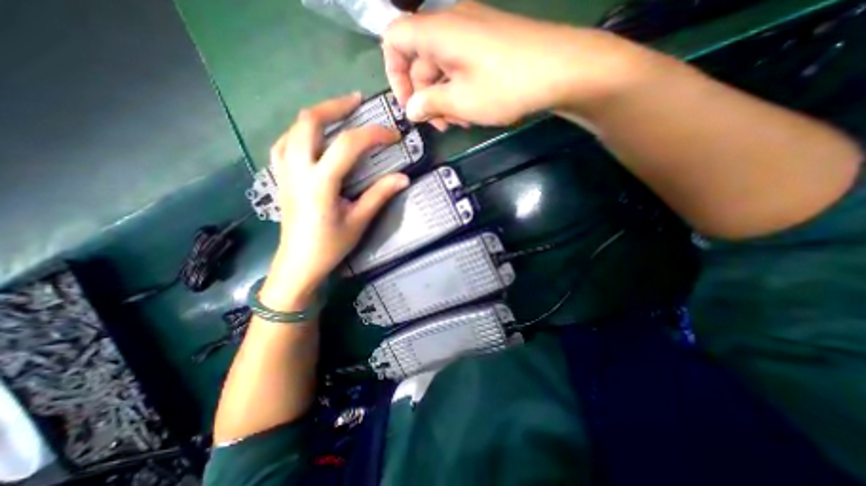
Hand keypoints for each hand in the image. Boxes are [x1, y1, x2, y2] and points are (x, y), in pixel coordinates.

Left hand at [261, 94, 409, 308]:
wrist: (297, 264)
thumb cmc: (329, 246)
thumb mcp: (358, 221)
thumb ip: (379, 195)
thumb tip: (403, 178)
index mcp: (320, 182)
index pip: (348, 145)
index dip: (374, 134)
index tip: (393, 136)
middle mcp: (298, 169)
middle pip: (310, 121)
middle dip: (336, 106)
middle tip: (357, 102)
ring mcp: (284, 171)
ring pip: (294, 128)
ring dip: (317, 115)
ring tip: (338, 114)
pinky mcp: (280, 176)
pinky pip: (285, 143)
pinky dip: (301, 132)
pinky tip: (314, 137)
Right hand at [382, 0, 652, 127]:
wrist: (563, 69)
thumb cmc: (506, 86)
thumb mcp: (461, 101)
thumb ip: (430, 104)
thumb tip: (411, 110)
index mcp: (439, 31)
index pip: (395, 39)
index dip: (394, 73)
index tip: (408, 104)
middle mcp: (452, 23)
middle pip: (420, 59)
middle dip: (425, 96)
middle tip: (440, 125)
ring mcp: (473, 31)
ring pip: (442, 67)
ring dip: (444, 98)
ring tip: (459, 122)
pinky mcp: (488, 43)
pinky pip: (461, 65)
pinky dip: (459, 89)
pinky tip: (471, 110)